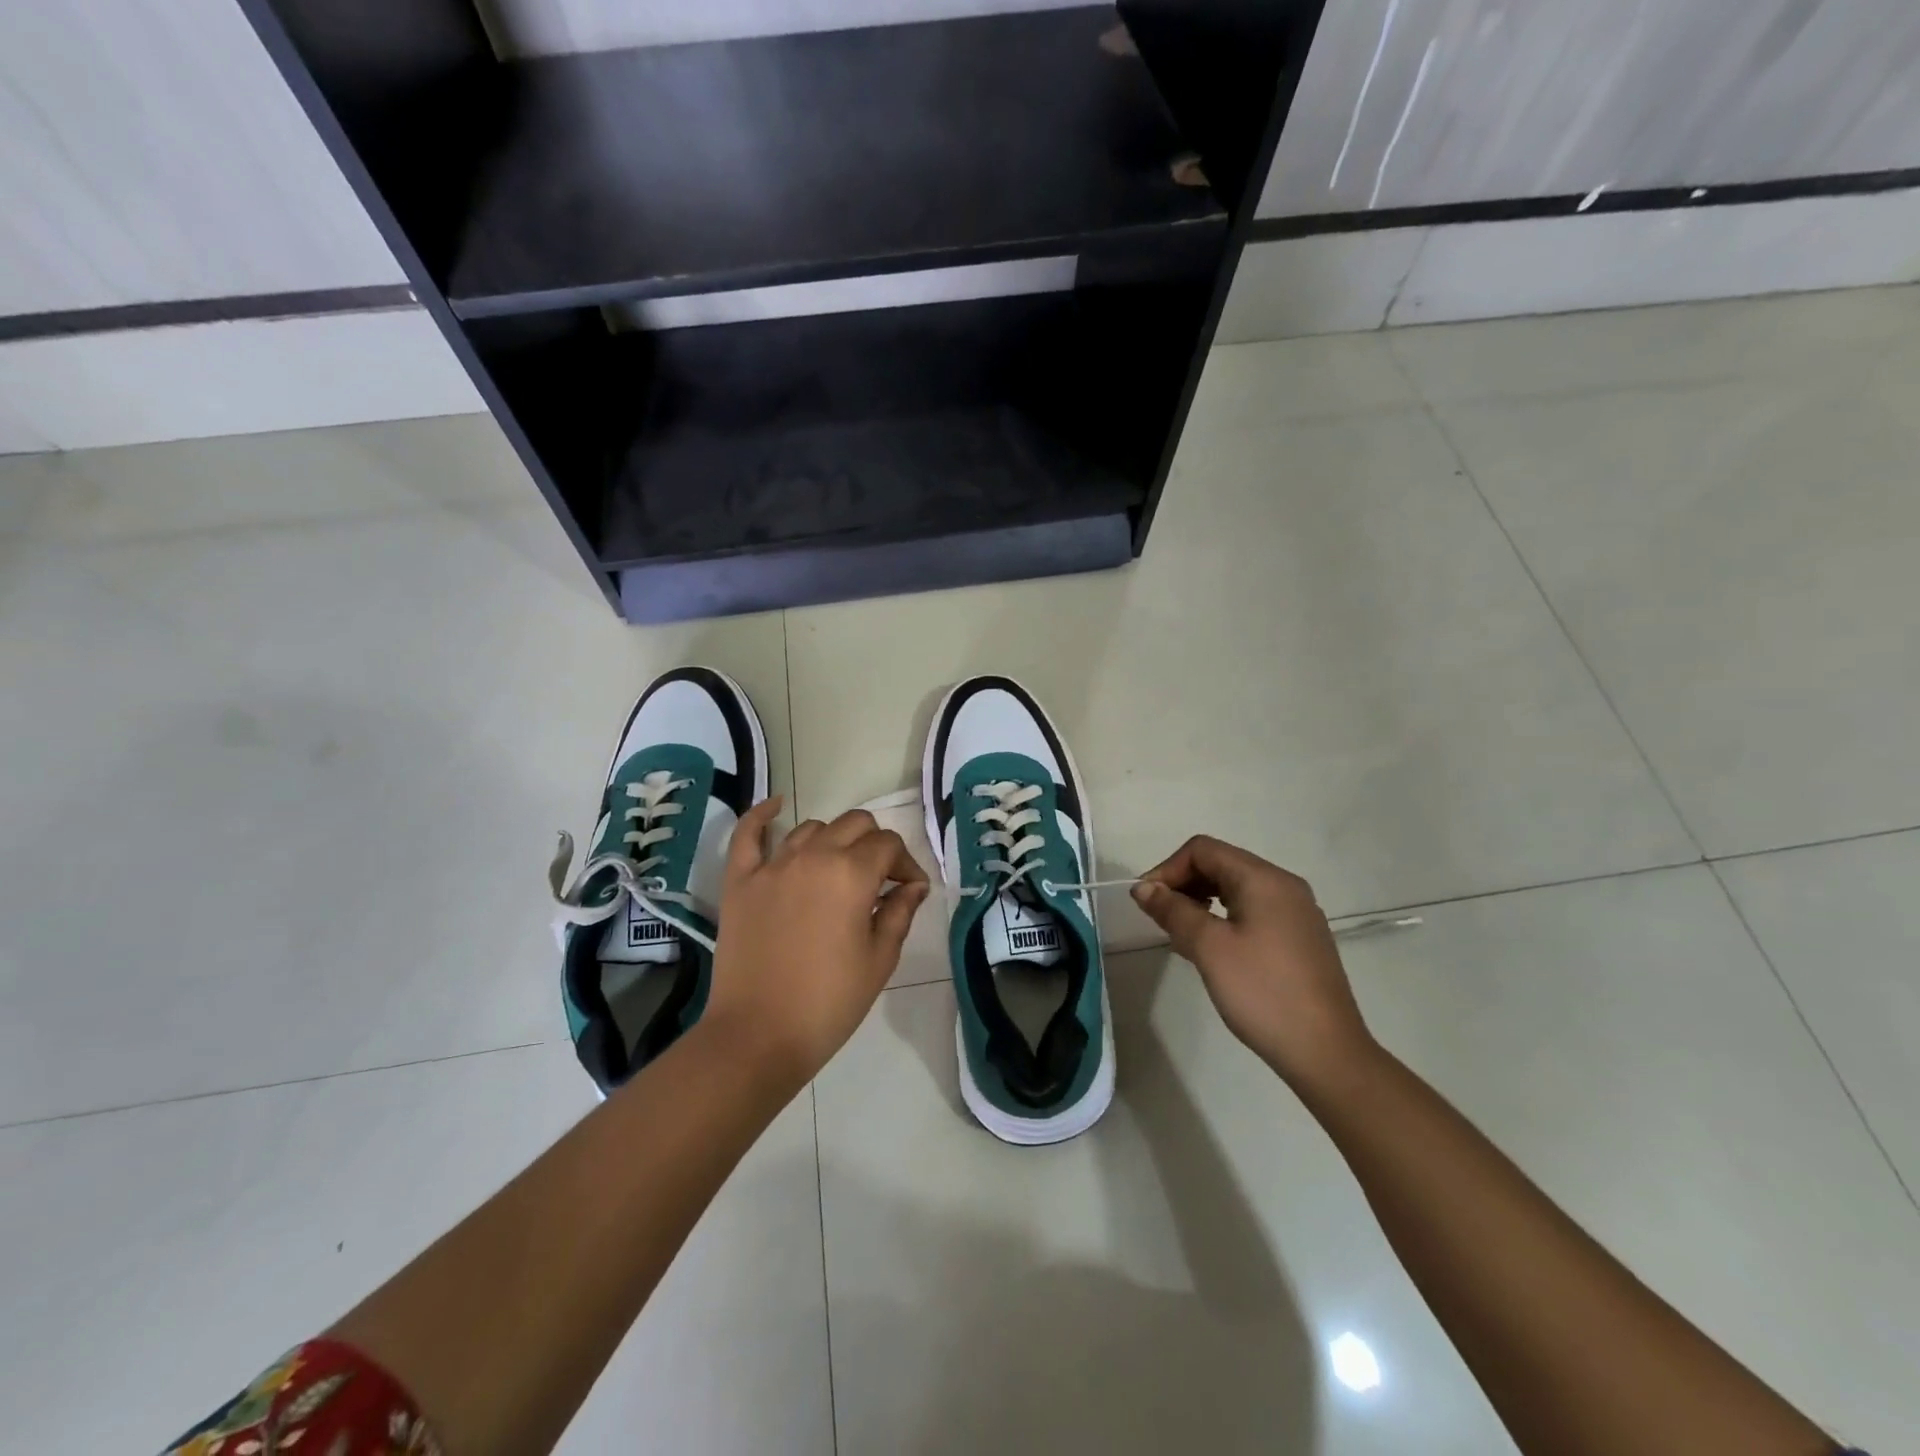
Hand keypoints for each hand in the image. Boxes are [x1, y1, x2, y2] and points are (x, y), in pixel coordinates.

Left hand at [705, 799, 929, 1087]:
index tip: (909, 892)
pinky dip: (762, 815)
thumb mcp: (879, 960)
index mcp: (851, 874)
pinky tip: (776, 806)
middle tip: (879, 880)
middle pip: (854, 824)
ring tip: (838, 870)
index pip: (888, 845)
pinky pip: (749, 835)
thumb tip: (912, 886)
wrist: (758, 1036)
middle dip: (875, 845)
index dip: (905, 865)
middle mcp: (813, 856)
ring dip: (833, 841)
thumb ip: (900, 913)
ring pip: (812, 827)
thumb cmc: (829, 1002)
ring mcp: (772, 866)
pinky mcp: (740, 881)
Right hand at [1132, 836, 1375, 1089]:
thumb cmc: (1263, 992)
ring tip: (1180, 936)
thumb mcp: (1209, 948)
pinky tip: (1212, 950)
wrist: (1326, 1054)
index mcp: (1265, 879)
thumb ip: (1173, 910)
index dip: (1168, 869)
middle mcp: (1285, 886)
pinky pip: (1253, 912)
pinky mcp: (1301, 939)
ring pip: (1236, 889)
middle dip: (1183, 884)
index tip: (1147, 902)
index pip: (1204, 850)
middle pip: (1221, 865)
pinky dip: (1224, 919)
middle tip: (1159, 919)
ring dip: (1201, 902)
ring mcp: (1297, 913)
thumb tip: (1144, 888)